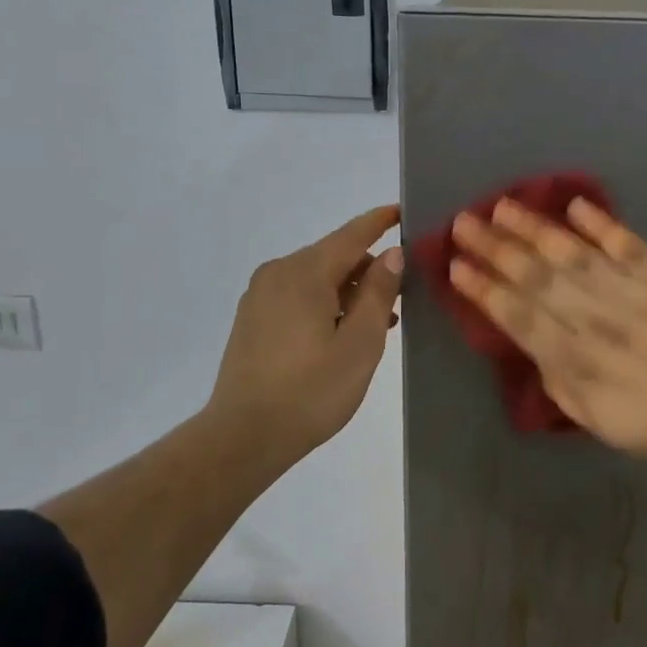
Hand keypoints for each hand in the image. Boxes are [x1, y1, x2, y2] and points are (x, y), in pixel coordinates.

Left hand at [207, 205, 404, 469]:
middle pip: (334, 256)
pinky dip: (325, 304)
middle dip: (368, 268)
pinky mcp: (252, 319)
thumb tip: (392, 254)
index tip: (403, 211)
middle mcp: (278, 272)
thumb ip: (378, 293)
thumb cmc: (311, 391)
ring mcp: (260, 296)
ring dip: (348, 291)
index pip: (352, 234)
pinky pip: (298, 296)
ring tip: (379, 322)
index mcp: (305, 272)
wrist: (244, 436)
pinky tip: (343, 333)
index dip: (380, 221)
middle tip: (402, 296)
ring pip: (316, 279)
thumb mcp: (360, 343)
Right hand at [449, 197, 646, 477]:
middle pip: (536, 278)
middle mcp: (597, 321)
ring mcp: (633, 293)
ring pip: (573, 255)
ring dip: (534, 229)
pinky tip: (574, 206)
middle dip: (495, 249)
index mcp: (578, 363)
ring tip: (502, 206)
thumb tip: (534, 349)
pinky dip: (600, 224)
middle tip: (463, 222)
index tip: (456, 267)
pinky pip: (626, 244)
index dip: (485, 290)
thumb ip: (561, 385)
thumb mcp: (602, 424)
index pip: (519, 318)